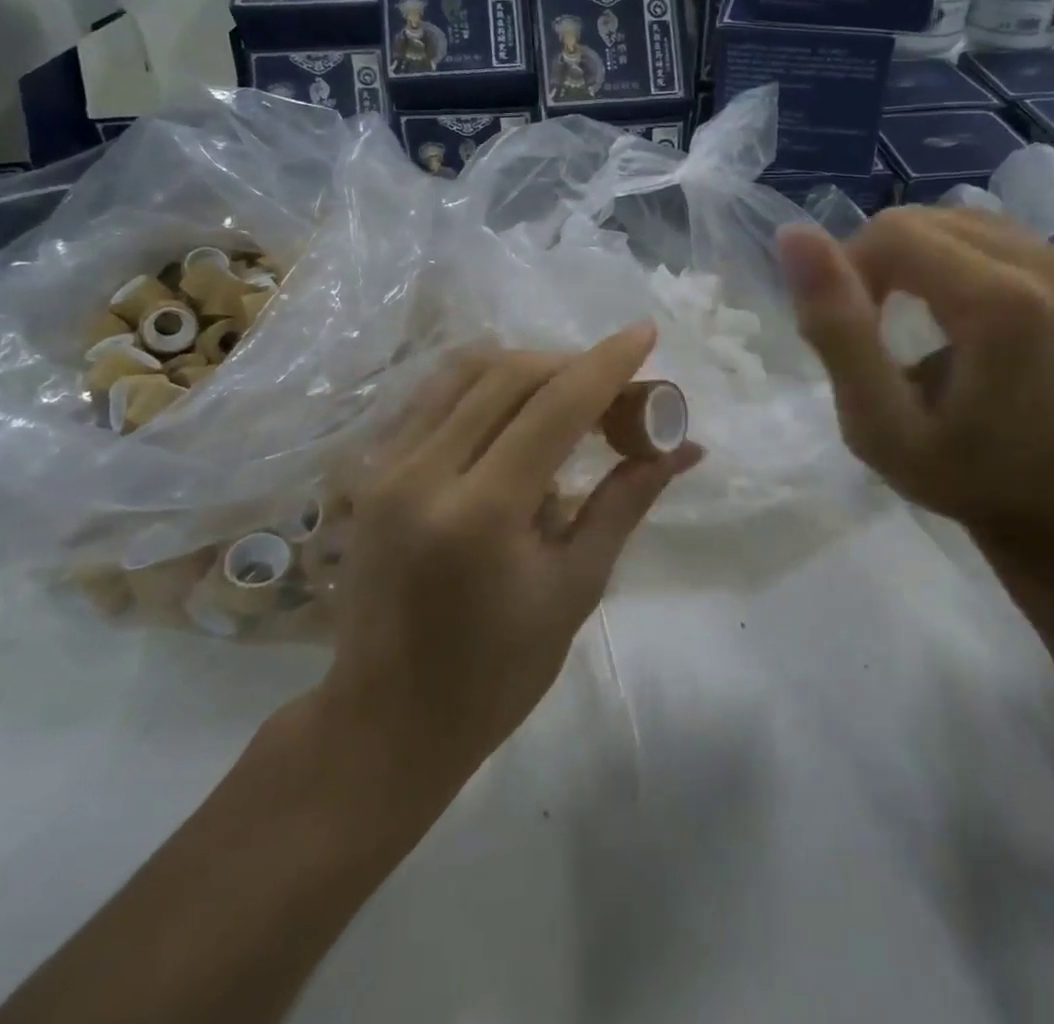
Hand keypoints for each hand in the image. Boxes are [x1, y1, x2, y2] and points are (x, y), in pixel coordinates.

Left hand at [316, 326, 701, 778]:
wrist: (386, 720)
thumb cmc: (496, 672)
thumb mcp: (576, 587)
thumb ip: (625, 501)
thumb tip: (684, 448)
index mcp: (481, 513)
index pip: (555, 407)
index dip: (607, 364)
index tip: (646, 333)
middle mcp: (423, 472)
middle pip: (509, 375)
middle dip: (573, 365)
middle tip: (617, 387)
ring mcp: (385, 465)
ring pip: (466, 372)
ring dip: (528, 367)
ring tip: (571, 393)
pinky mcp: (370, 469)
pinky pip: (436, 396)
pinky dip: (486, 385)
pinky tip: (516, 410)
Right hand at [778, 208, 1053, 587]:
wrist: (1053, 503)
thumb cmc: (959, 477)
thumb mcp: (876, 422)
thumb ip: (836, 328)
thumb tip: (793, 234)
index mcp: (1003, 304)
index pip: (893, 235)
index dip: (848, 272)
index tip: (847, 334)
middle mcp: (1046, 265)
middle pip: (918, 221)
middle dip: (874, 267)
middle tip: (870, 336)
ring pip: (944, 219)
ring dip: (904, 262)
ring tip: (902, 324)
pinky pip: (976, 232)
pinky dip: (939, 261)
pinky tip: (940, 308)